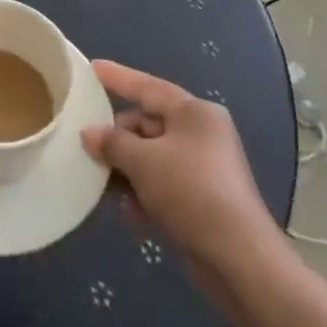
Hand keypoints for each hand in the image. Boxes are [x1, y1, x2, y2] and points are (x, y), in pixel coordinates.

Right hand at [81, 61, 276, 268]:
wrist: (237, 259)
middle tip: (88, 148)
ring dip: (127, 171)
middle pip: (147, 124)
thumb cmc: (190, 192)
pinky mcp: (201, 199)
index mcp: (194, 113)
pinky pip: (162, 185)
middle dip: (117, 139)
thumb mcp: (142, 161)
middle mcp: (201, 134)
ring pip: (151, 157)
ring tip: (103, 184)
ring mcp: (203, 168)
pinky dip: (144, 194)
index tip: (92, 67)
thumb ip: (111, 143)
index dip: (118, 77)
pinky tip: (129, 213)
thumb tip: (89, 134)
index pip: (148, 87)